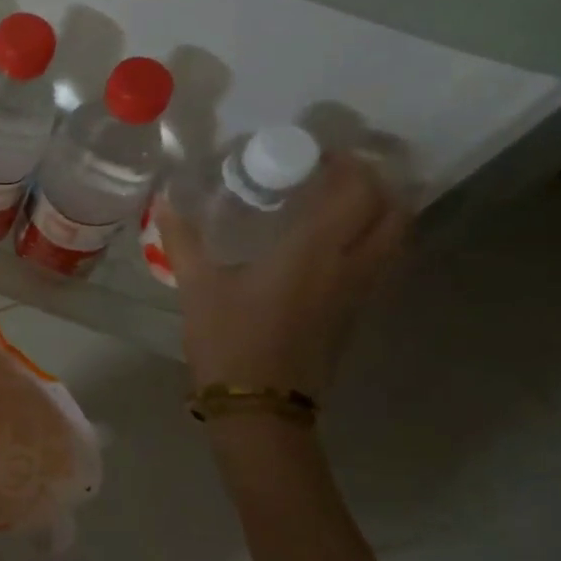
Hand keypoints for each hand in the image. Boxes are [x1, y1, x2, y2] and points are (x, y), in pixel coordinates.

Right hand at [159, 151, 407, 397]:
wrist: (260, 407)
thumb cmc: (229, 340)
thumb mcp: (198, 287)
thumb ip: (182, 240)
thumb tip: (162, 201)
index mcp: (313, 252)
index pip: (356, 192)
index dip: (349, 165)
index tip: (321, 153)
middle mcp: (350, 267)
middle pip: (394, 212)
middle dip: (377, 183)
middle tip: (340, 173)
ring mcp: (360, 294)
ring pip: (397, 240)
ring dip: (382, 212)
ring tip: (343, 202)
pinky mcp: (357, 316)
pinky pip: (383, 264)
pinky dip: (373, 240)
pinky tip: (334, 244)